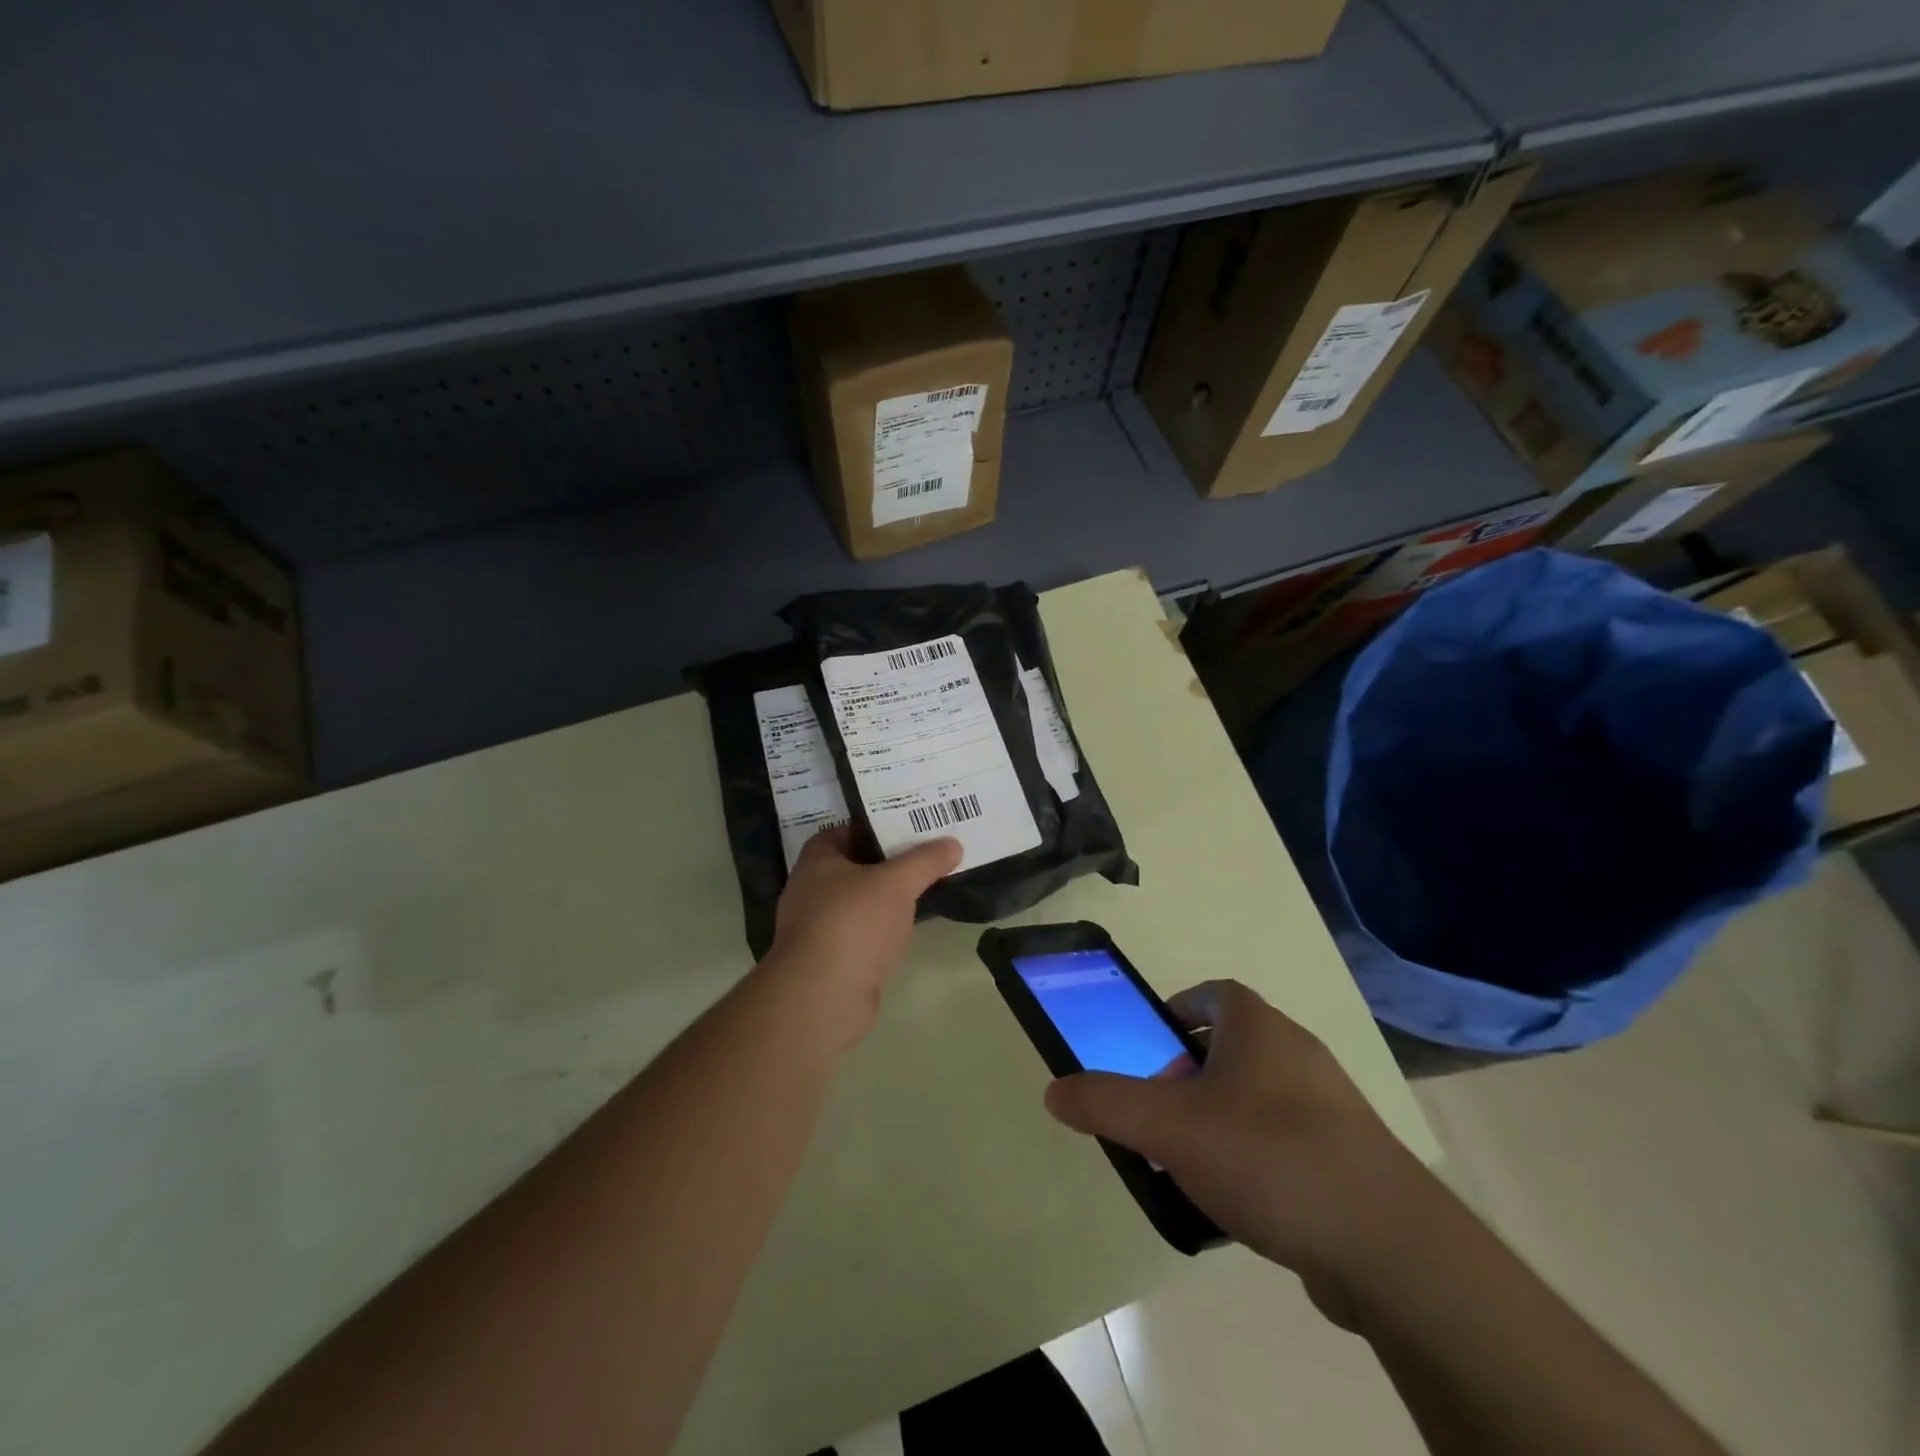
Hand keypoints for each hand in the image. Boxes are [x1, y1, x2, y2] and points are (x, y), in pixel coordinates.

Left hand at [762, 825, 961, 1049]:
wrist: (823, 997)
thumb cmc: (853, 923)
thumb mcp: (896, 883)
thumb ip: (925, 860)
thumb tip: (953, 843)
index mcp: (817, 860)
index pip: (846, 830)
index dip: (876, 824)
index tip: (909, 824)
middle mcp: (811, 889)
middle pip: (856, 865)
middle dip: (889, 860)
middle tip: (927, 852)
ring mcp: (819, 926)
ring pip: (860, 900)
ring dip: (887, 896)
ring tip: (926, 884)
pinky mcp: (832, 958)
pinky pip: (862, 931)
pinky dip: (883, 926)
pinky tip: (910, 926)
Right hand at [1044, 980, 1437, 1319]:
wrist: (1388, 1246)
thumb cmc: (1268, 1156)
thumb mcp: (1169, 1127)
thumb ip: (1106, 1104)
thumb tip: (1054, 1090)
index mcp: (1260, 1028)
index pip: (1216, 992)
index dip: (1180, 1008)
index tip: (1154, 1043)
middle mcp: (1299, 1054)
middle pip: (1233, 1047)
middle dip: (1190, 1074)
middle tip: (1161, 1112)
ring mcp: (1332, 1107)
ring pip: (1260, 1097)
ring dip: (1222, 1118)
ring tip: (1191, 1163)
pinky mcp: (1351, 1159)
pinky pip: (1288, 1142)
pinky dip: (1257, 1158)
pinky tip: (1239, 1204)